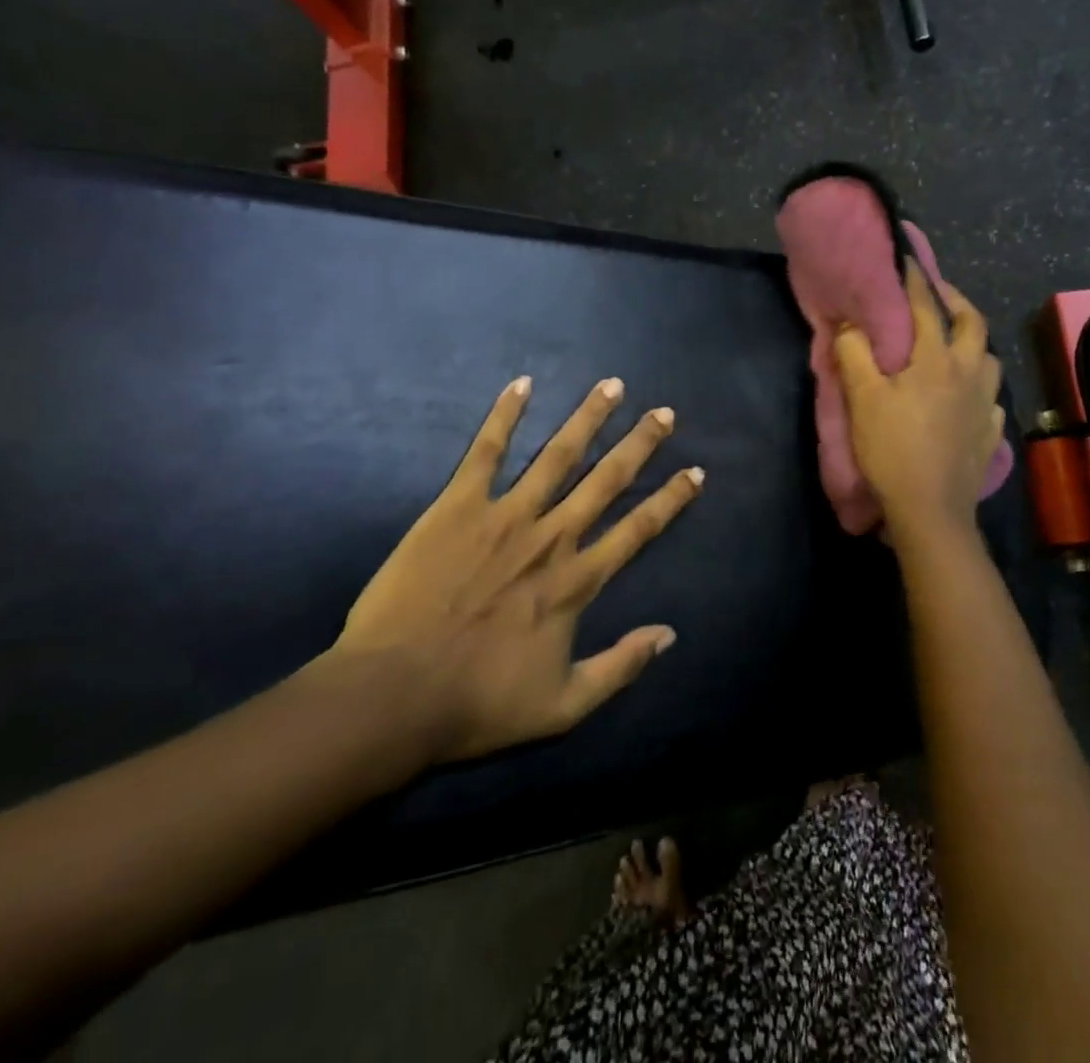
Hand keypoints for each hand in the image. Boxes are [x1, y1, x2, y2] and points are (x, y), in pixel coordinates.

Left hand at [327, 376, 703, 770]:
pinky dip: (505, 416)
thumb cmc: (478, 703)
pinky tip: (522, 384)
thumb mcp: (563, 706)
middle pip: (607, 479)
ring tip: (612, 386)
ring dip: (588, 418)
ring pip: (558, 455)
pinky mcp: (458, 506)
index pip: (639, 529)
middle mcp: (552, 536)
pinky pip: (485, 452)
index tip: (695, 471)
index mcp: (577, 580)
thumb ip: (620, 667)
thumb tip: (669, 635)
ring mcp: (505, 515)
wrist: (393, 695)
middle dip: (640, 444)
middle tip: (664, 413)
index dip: (672, 499)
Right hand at [834, 261, 1002, 545]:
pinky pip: (992, 399)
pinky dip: (980, 388)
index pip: (927, 308)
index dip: (916, 281)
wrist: (930, 509)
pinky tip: (969, 396)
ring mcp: (985, 405)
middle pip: (973, 324)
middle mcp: (968, 374)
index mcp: (936, 360)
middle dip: (957, 302)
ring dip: (974, 344)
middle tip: (940, 295)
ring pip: (989, 360)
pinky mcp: (990, 434)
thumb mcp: (863, 399)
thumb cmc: (892, 449)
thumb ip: (854, 354)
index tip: (908, 258)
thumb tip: (851, 324)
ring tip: (955, 345)